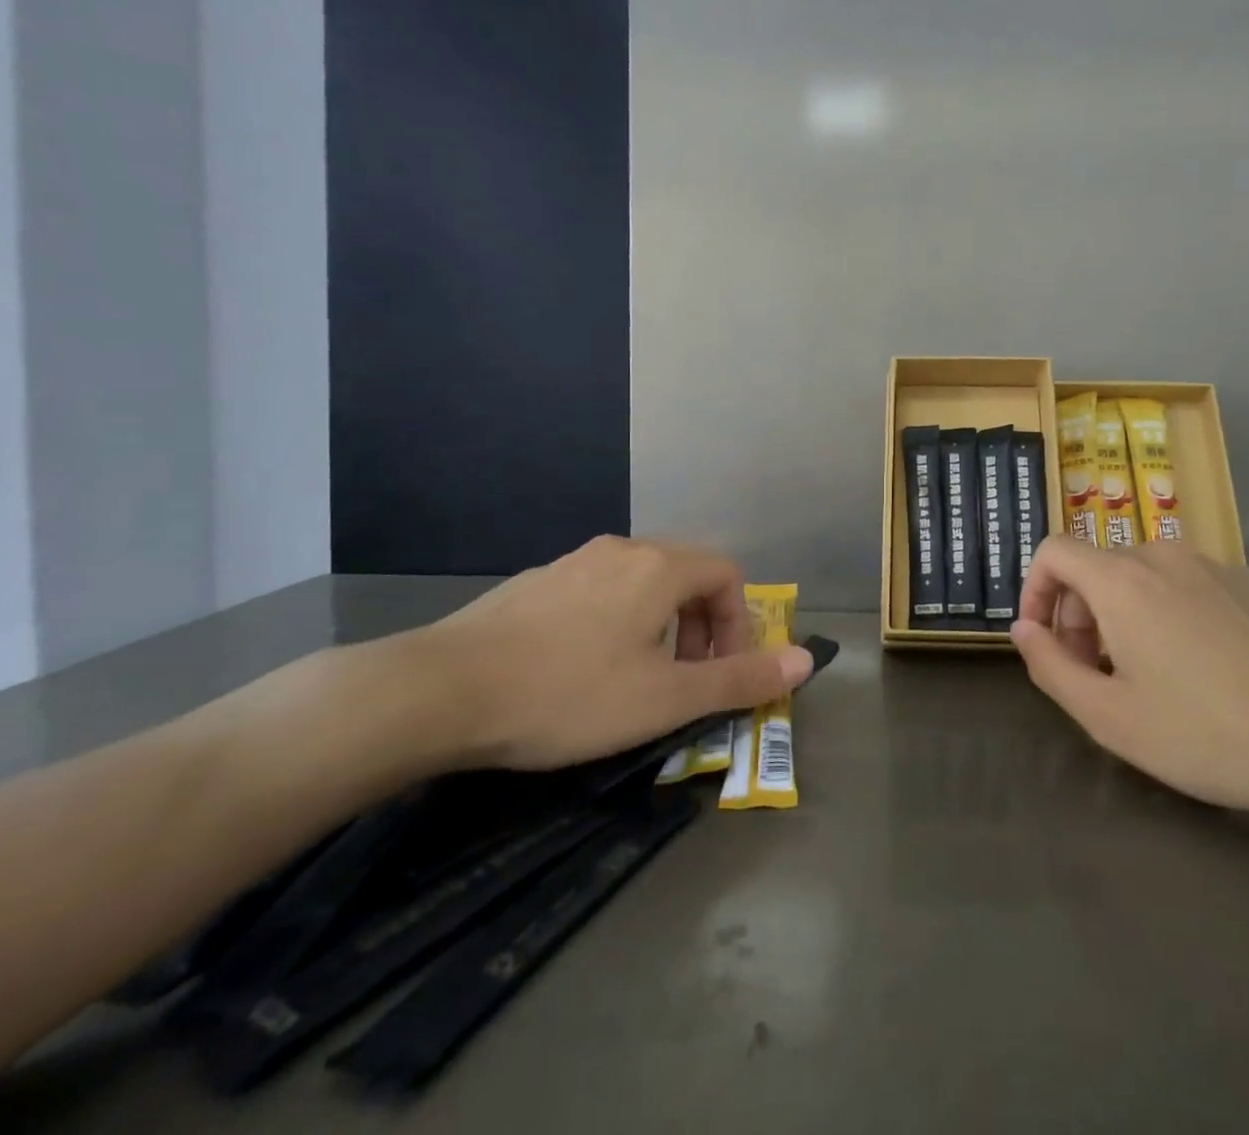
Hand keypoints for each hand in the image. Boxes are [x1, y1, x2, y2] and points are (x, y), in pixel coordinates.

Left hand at [406, 536, 813, 770]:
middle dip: (703, 625)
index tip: (721, 674)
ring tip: (638, 677)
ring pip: (642, 581)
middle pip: (687, 572)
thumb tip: (807, 660)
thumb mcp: (665, 698)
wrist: (441, 690)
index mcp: (659, 567)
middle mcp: (621, 550)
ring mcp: (573, 562)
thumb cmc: (568, 694)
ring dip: (661, 624)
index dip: (740, 623)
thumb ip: (740, 679)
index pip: (728, 574)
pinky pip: (600, 590)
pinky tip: (582, 668)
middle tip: (686, 678)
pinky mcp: (536, 582)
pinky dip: (617, 621)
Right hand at [1010, 536, 1248, 813]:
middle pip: (1095, 567)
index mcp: (1120, 579)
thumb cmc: (1203, 732)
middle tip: (1092, 674)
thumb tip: (1023, 629)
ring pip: (1140, 576)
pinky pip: (1184, 584)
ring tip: (1142, 675)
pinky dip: (1165, 612)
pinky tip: (1196, 667)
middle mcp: (1161, 555)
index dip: (1034, 590)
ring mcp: (1210, 564)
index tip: (1043, 640)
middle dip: (1077, 615)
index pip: (1053, 551)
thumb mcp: (1107, 715)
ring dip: (1120, 615)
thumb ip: (1049, 665)